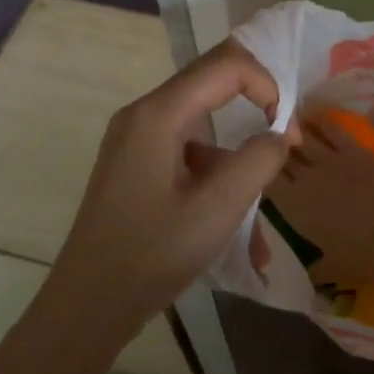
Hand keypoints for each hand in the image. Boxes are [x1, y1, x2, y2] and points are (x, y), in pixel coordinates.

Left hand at [24, 40, 292, 372]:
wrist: (86, 306)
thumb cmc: (152, 254)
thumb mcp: (217, 209)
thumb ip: (258, 161)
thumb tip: (278, 136)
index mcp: (158, 115)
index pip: (226, 67)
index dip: (267, 86)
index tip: (288, 133)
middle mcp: (143, 115)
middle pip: (211, 85)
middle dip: (256, 109)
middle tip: (284, 146)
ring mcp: (135, 140)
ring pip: (202, 128)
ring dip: (235, 164)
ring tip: (257, 223)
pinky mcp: (134, 165)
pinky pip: (185, 156)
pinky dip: (213, 181)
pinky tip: (233, 233)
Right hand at [266, 123, 373, 292]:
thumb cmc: (367, 260)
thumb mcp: (331, 269)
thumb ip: (312, 266)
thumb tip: (305, 269)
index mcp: (294, 207)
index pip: (264, 181)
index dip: (257, 172)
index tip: (255, 168)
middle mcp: (306, 179)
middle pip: (280, 155)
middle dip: (272, 149)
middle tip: (266, 144)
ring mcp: (331, 160)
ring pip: (302, 137)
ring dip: (290, 130)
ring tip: (282, 124)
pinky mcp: (356, 150)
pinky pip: (332, 128)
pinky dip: (320, 121)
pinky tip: (311, 116)